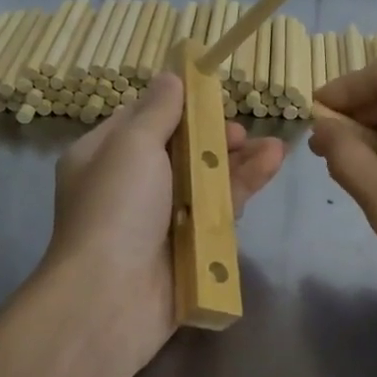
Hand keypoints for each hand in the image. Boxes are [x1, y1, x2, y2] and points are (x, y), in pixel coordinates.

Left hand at [44, 72, 285, 373]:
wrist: (110, 299)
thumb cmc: (116, 208)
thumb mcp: (133, 145)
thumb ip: (158, 110)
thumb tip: (170, 77)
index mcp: (104, 156)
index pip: (144, 119)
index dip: (179, 105)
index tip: (212, 94)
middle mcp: (130, 185)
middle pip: (180, 150)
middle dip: (213, 137)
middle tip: (239, 132)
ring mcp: (159, 219)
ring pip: (204, 180)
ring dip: (238, 161)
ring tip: (273, 147)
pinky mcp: (187, 247)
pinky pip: (217, 210)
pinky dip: (242, 188)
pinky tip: (269, 166)